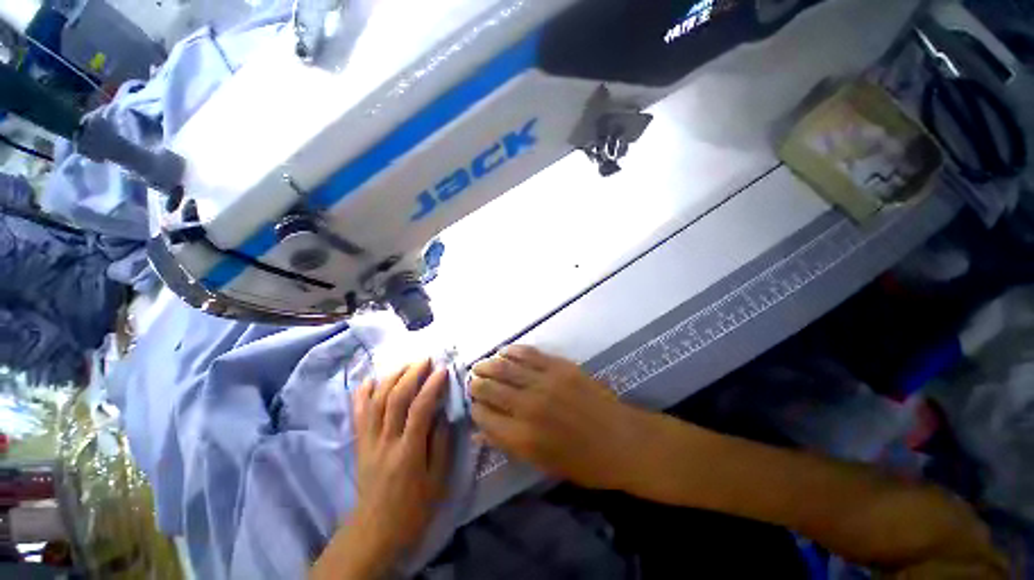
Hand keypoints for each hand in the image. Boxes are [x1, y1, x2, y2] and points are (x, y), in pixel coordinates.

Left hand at [313, 360, 450, 578]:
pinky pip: (358, 414)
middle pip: (394, 398)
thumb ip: (441, 444)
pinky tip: (371, 379)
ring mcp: (368, 441)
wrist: (375, 531)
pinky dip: (362, 394)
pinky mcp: (359, 444)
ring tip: (406, 364)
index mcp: (408, 452)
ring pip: (376, 401)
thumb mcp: (437, 480)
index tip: (443, 370)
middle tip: (425, 359)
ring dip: (391, 378)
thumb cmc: (413, 507)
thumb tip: (444, 413)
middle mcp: (385, 442)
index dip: (431, 386)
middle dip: (411, 374)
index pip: (420, 409)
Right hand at [470, 346, 652, 490]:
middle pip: (490, 388)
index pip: (484, 417)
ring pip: (505, 367)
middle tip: (472, 381)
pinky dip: (512, 351)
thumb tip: (478, 433)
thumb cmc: (583, 462)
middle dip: (476, 384)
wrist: (622, 440)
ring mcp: (545, 382)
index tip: (473, 405)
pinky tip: (504, 351)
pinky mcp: (559, 366)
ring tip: (481, 365)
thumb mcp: (542, 463)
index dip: (475, 409)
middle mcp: (528, 406)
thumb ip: (507, 445)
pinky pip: (529, 353)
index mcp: (522, 437)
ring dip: (489, 364)